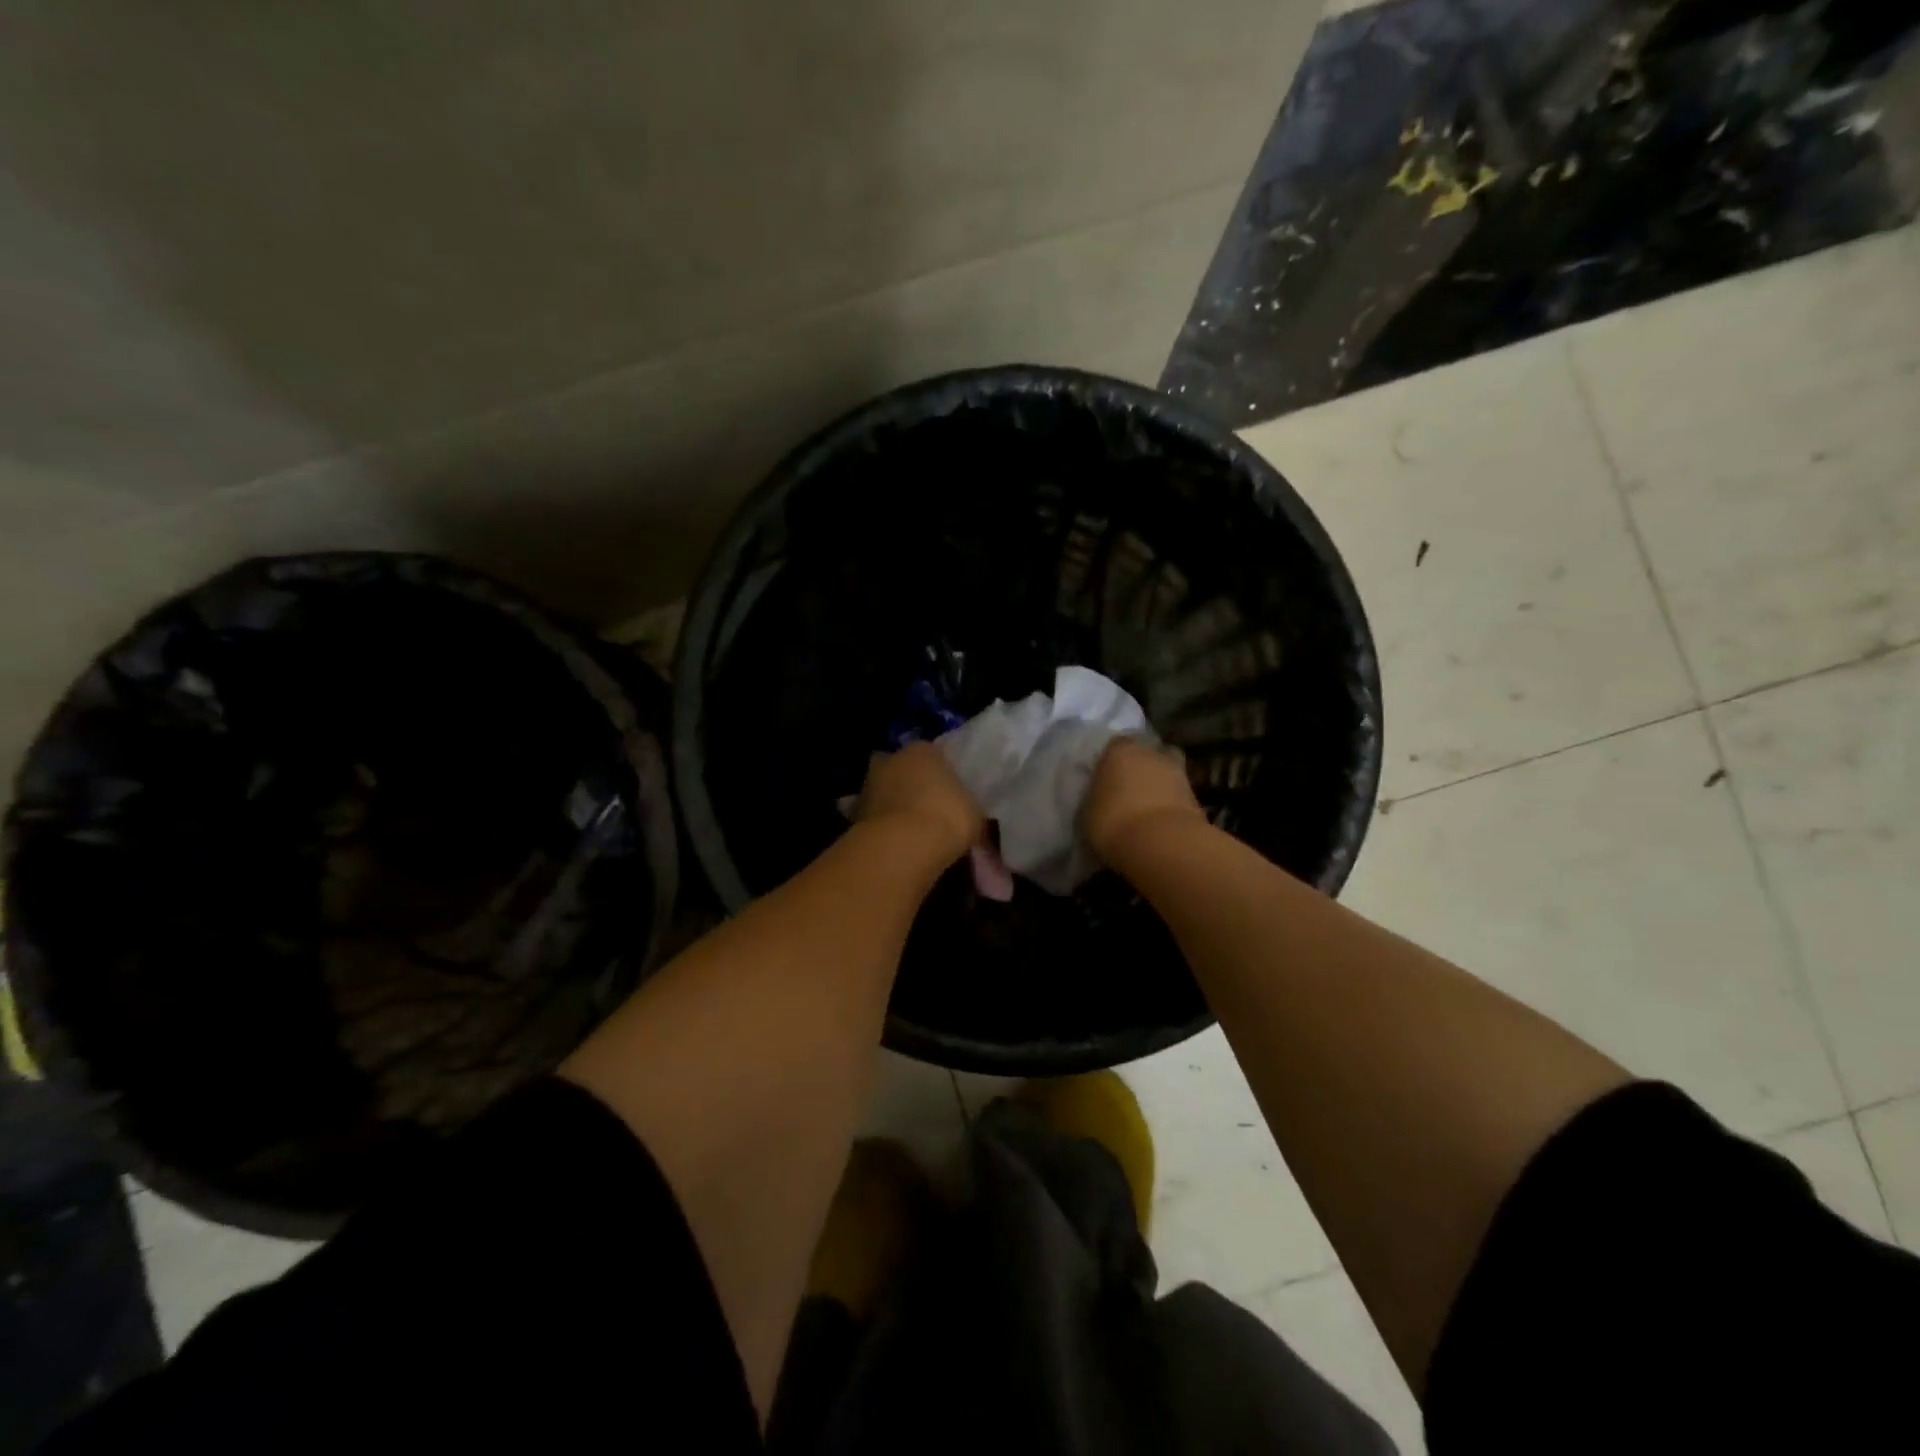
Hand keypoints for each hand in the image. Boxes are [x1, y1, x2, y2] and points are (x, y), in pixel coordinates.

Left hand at [852, 743, 984, 861]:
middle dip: (906, 782)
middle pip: (899, 767)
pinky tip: (891, 844)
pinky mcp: (853, 814)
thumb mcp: (974, 813)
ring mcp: (868, 785)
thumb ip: (969, 809)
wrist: (904, 845)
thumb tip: (970, 818)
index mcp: (924, 750)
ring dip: (889, 805)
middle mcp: (891, 759)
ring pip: (881, 791)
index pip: (932, 754)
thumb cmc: (948, 816)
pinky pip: (871, 817)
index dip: (939, 773)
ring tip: (906, 830)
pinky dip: (878, 827)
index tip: (947, 792)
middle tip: (923, 806)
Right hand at [1083, 736, 1206, 861]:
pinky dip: (1171, 806)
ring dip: (1159, 787)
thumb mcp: (1088, 811)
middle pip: (1147, 754)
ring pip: (1166, 774)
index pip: (1116, 745)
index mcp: (1120, 750)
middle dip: (1141, 768)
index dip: (1112, 760)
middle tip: (1128, 790)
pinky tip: (1160, 824)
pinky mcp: (1198, 798)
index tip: (1106, 778)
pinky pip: (1179, 797)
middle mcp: (1151, 753)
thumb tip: (1101, 799)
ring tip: (1145, 810)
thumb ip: (1095, 798)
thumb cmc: (1113, 822)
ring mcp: (1180, 773)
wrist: (1162, 844)